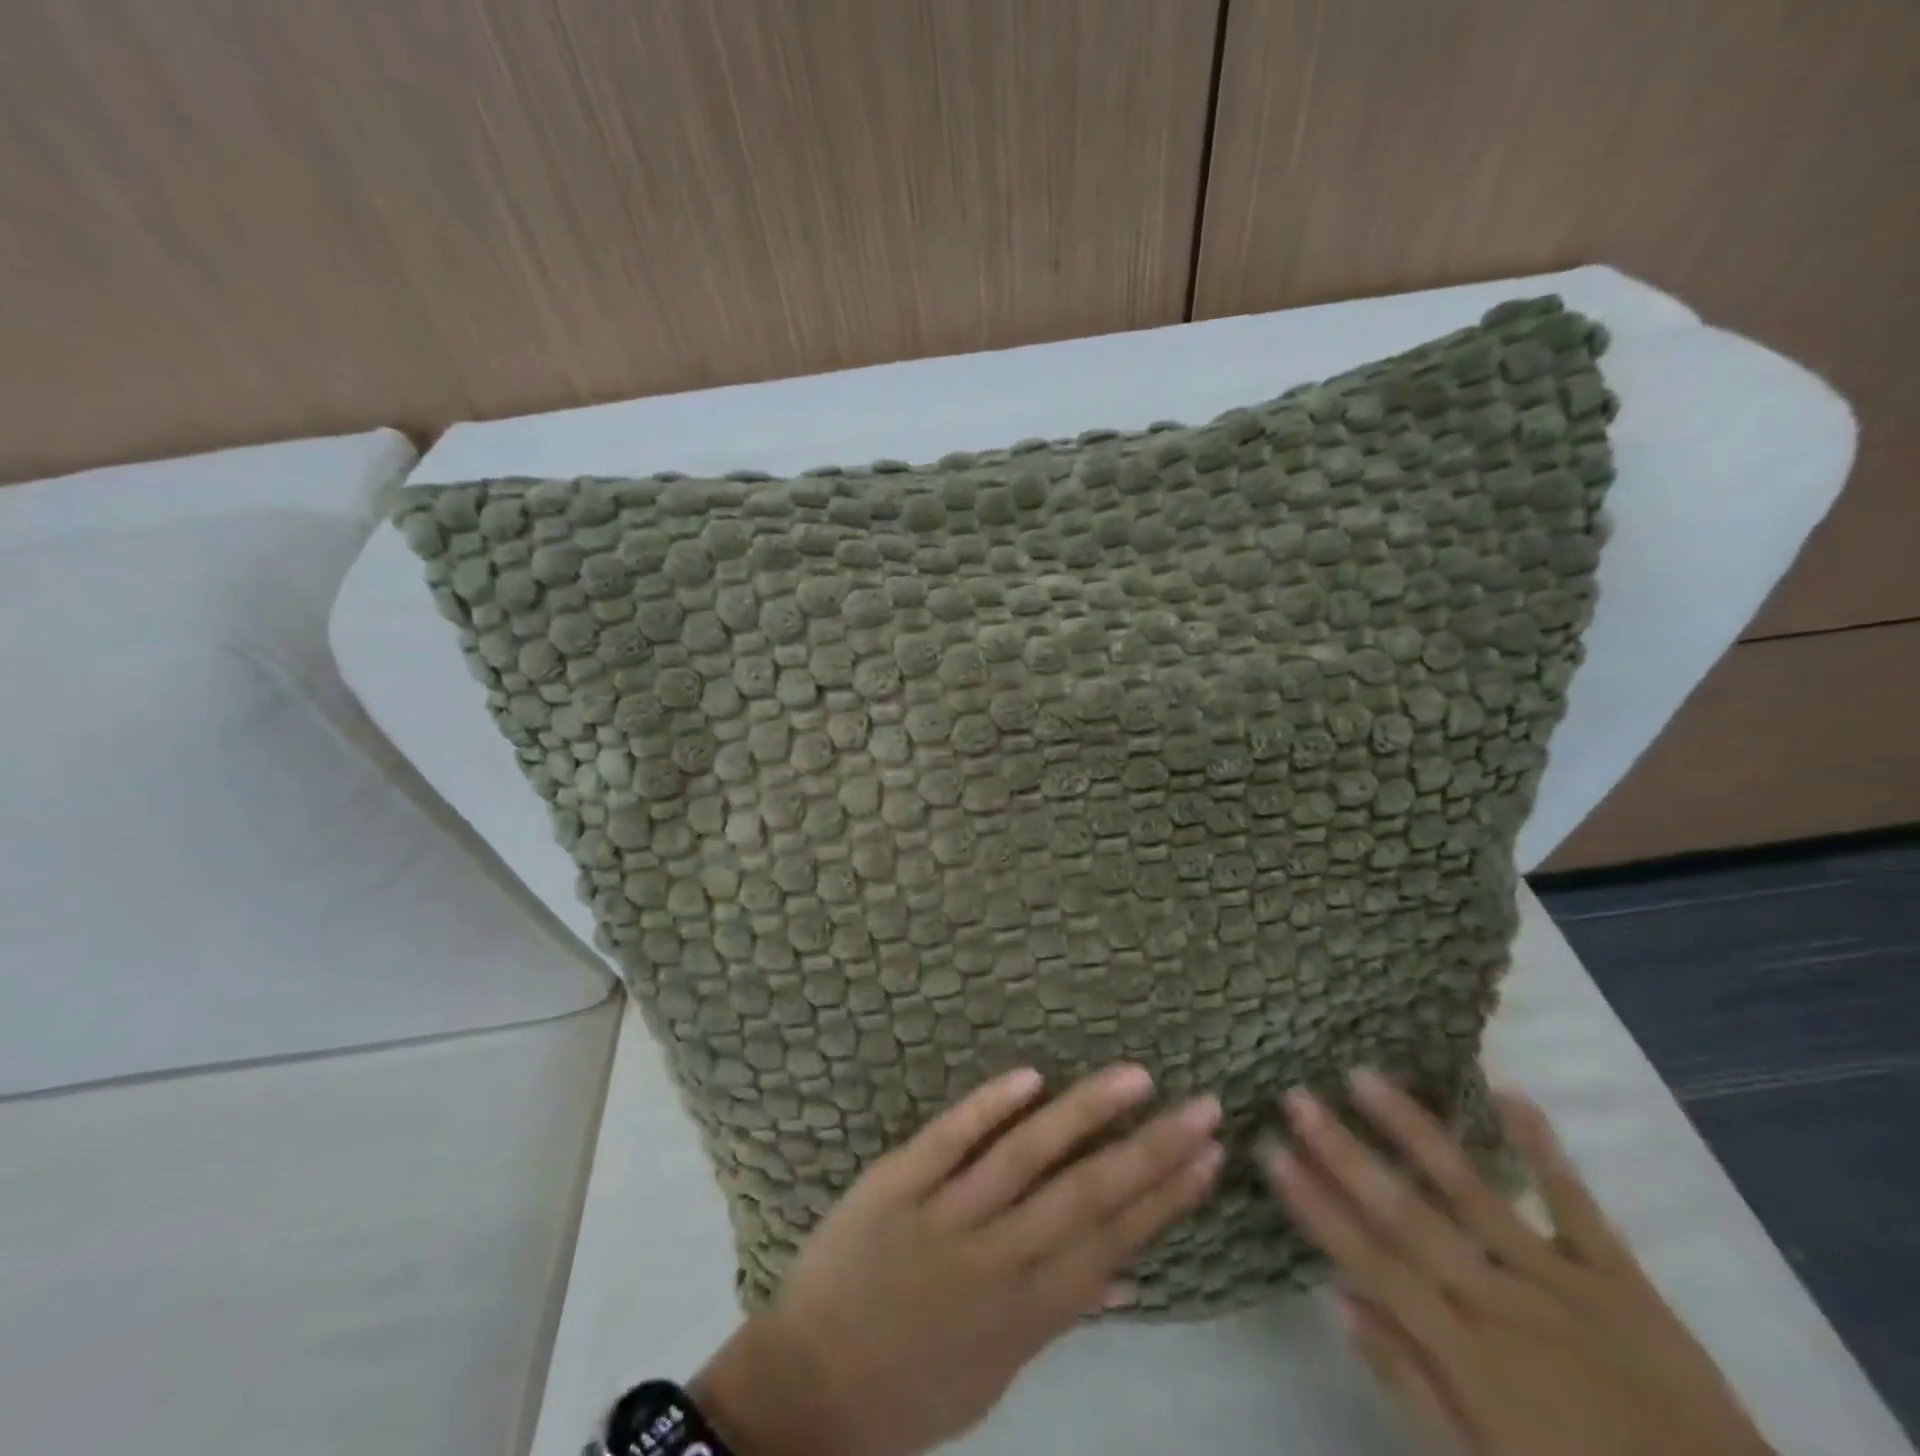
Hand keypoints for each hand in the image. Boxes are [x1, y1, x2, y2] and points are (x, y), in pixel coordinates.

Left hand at [693, 1064, 1222, 1455]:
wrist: (809, 1390)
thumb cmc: (913, 1384)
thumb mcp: (996, 1370)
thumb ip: (1059, 1315)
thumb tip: (1126, 1275)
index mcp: (1026, 1310)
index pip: (1113, 1241)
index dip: (1166, 1198)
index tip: (1208, 1156)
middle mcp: (996, 1258)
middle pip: (1086, 1194)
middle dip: (1151, 1150)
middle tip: (1202, 1107)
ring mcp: (943, 1215)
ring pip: (1025, 1156)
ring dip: (1084, 1113)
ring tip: (1135, 1077)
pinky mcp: (894, 1183)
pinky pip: (947, 1139)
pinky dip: (988, 1106)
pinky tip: (1030, 1076)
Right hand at [1264, 1071, 1773, 1455]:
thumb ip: (1409, 1380)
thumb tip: (1337, 1298)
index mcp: (1466, 1353)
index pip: (1370, 1263)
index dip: (1315, 1205)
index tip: (1270, 1150)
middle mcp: (1500, 1303)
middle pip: (1407, 1216)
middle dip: (1344, 1153)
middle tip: (1296, 1096)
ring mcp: (1561, 1280)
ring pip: (1473, 1192)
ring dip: (1415, 1131)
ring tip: (1364, 1074)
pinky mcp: (1619, 1276)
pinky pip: (1576, 1204)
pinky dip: (1542, 1148)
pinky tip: (1505, 1090)